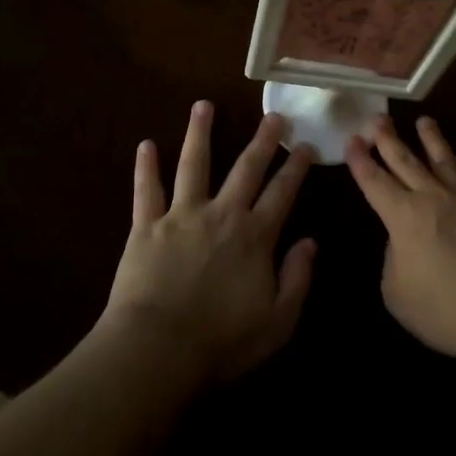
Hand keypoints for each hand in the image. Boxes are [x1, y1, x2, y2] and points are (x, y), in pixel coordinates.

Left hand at [100, 101, 317, 386]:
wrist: (158, 350)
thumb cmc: (222, 342)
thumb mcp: (277, 321)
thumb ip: (297, 278)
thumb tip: (310, 241)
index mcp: (255, 236)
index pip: (282, 193)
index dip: (297, 168)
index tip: (306, 145)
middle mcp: (222, 214)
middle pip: (246, 168)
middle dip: (263, 140)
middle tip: (273, 115)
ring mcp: (182, 215)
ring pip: (194, 164)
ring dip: (200, 133)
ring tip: (203, 105)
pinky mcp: (147, 226)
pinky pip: (146, 190)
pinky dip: (146, 167)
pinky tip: (146, 144)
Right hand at [347, 115, 455, 369]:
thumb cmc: (448, 311)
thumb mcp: (399, 295)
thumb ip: (394, 261)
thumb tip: (403, 242)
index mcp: (404, 217)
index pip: (375, 181)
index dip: (361, 160)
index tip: (352, 139)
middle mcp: (433, 198)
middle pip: (406, 161)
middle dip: (389, 139)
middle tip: (378, 118)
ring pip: (444, 160)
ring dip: (431, 139)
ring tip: (424, 121)